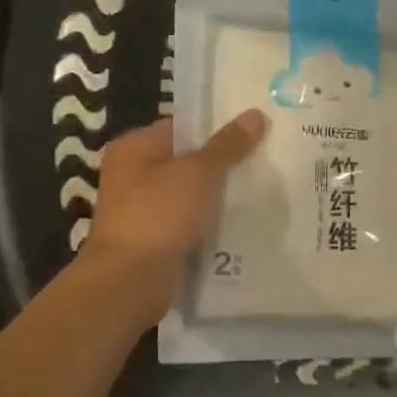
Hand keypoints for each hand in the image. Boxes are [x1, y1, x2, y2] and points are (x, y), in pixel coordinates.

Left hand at [81, 111, 266, 320]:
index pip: (182, 126)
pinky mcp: (156, 239)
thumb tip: (255, 114)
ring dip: (221, 196)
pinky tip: (244, 222)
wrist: (130, 281)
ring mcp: (144, 209)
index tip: (255, 131)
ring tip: (263, 189)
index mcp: (135, 148)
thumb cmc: (158, 215)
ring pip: (192, 194)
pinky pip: (191, 222)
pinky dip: (212, 223)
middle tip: (266, 159)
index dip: (218, 127)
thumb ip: (227, 145)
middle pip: (188, 160)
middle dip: (224, 163)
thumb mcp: (197, 172)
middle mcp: (134, 175)